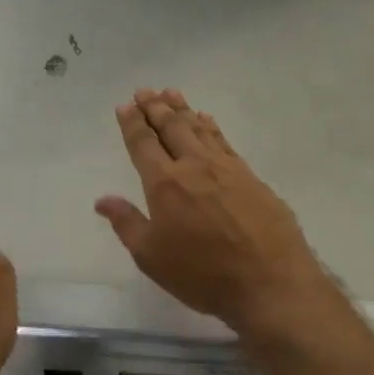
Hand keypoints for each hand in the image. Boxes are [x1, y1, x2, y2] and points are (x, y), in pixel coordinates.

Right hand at [96, 90, 337, 339]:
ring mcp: (227, 168)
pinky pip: (224, 141)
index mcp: (165, 183)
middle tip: (145, 91)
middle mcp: (195, 166)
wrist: (270, 283)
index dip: (132, 123)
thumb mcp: (152, 257)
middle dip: (155, 107)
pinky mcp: (251, 177)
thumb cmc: (202, 275)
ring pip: (199, 128)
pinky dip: (211, 126)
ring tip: (171, 93)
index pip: (143, 143)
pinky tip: (207, 119)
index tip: (125, 105)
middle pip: (172, 127)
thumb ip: (126, 223)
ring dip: (182, 109)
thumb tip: (103, 199)